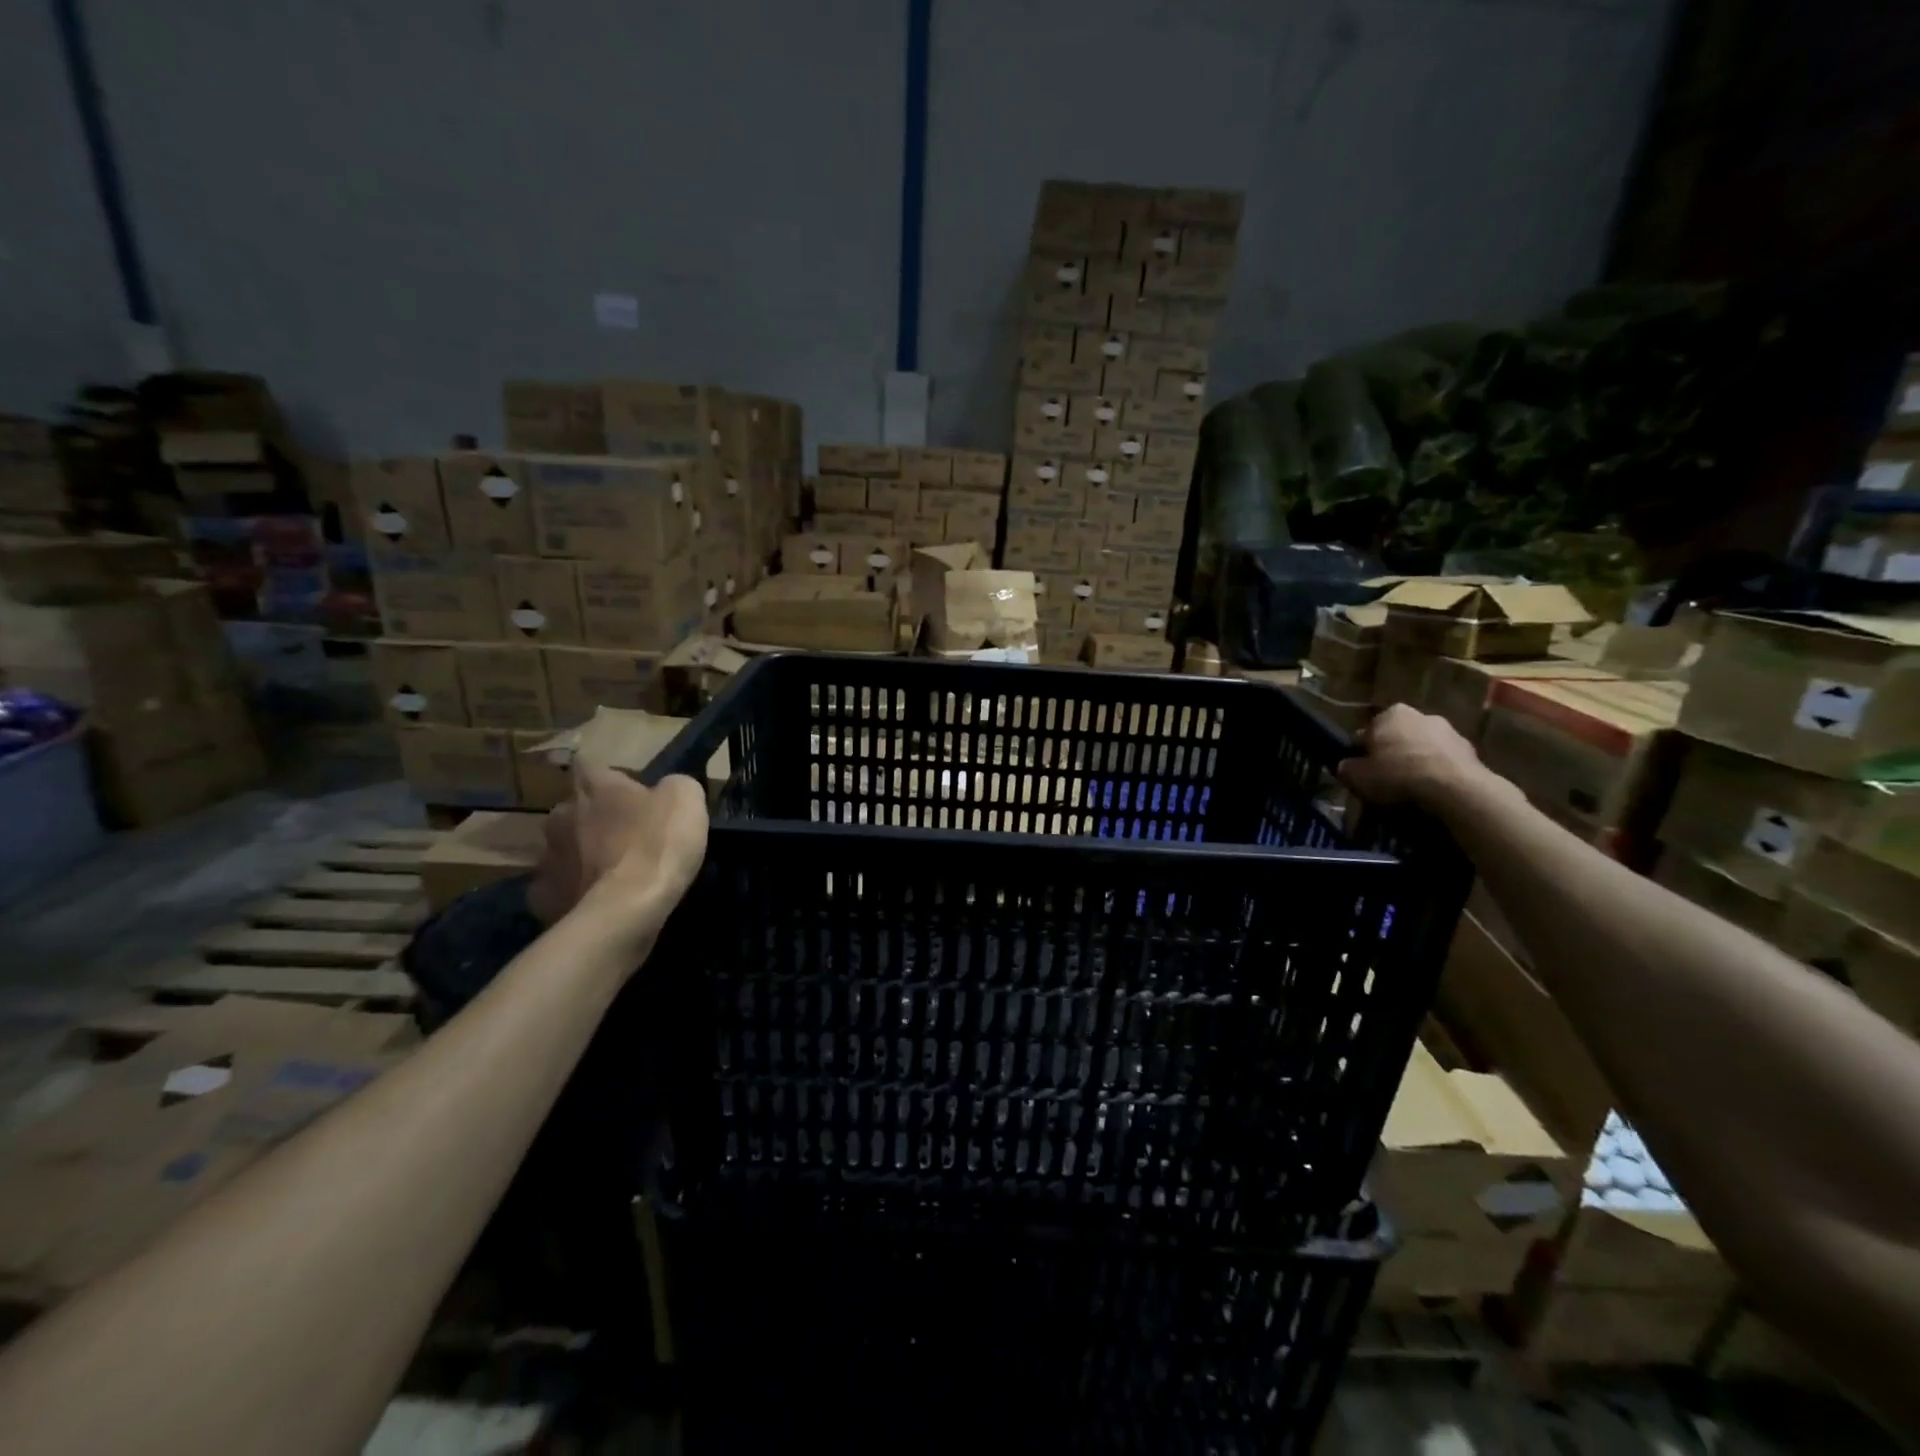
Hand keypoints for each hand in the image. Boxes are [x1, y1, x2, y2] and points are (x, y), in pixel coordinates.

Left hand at [526, 764, 708, 930]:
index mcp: (594, 787)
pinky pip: (558, 887)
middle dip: (594, 818)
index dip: (610, 776)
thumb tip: (665, 790)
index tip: (630, 791)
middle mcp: (561, 815)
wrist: (625, 912)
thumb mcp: (686, 799)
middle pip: (574, 808)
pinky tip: (597, 902)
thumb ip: (673, 786)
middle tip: (626, 836)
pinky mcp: (541, 898)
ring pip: (563, 849)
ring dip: (582, 856)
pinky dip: (574, 891)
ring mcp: (546, 858)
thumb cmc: (657, 846)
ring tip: (612, 874)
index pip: (589, 763)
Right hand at [1337, 704, 1491, 811]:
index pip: (1366, 733)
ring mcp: (1450, 732)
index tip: (1361, 772)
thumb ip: (1346, 768)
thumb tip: (1346, 766)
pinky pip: (1444, 764)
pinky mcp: (1472, 752)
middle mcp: (1421, 715)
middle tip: (1385, 781)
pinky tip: (1432, 794)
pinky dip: (1437, 775)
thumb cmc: (1398, 775)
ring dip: (1416, 764)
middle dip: (1392, 755)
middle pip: (1397, 738)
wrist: (1455, 790)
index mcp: (1390, 714)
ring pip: (1422, 750)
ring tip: (1410, 792)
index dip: (1361, 754)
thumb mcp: (1356, 776)